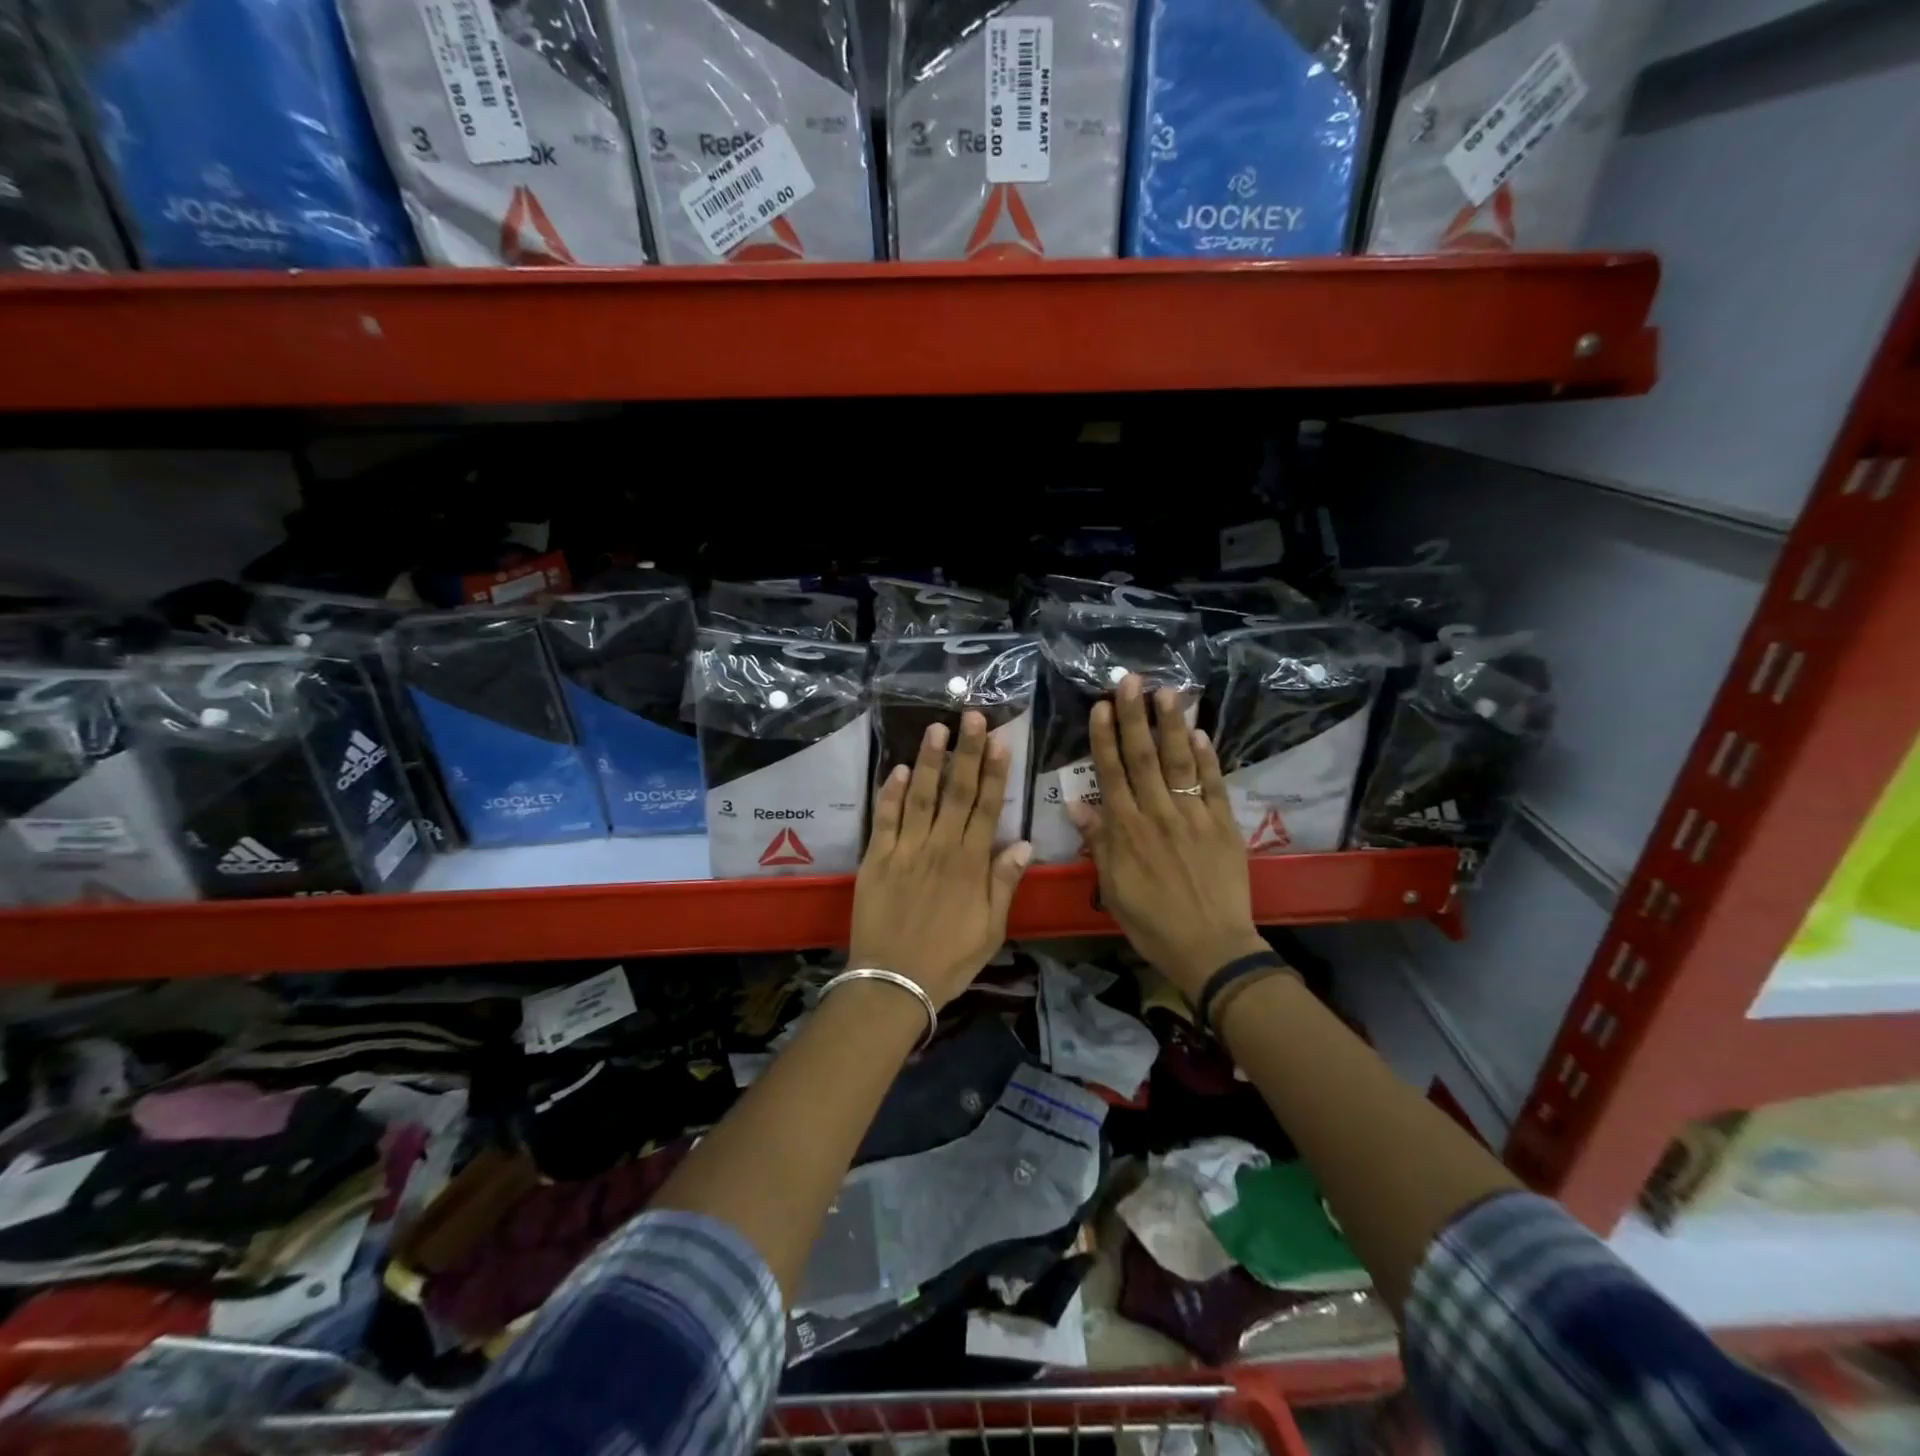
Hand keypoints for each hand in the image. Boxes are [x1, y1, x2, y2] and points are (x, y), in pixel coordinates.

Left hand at [849, 711, 1032, 1007]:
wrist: (893, 983)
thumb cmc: (949, 960)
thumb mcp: (990, 929)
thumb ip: (1004, 883)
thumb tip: (1024, 843)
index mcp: (970, 864)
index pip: (987, 807)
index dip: (994, 773)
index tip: (1000, 741)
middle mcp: (940, 847)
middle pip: (957, 792)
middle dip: (967, 752)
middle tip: (972, 716)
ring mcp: (906, 850)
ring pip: (921, 796)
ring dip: (930, 761)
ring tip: (937, 728)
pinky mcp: (877, 858)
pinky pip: (885, 819)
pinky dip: (891, 793)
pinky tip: (899, 769)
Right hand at [1068, 675, 1268, 999]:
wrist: (1210, 947)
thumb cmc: (1152, 922)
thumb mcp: (1113, 888)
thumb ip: (1099, 842)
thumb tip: (1077, 804)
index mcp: (1127, 830)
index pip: (1111, 773)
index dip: (1104, 737)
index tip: (1100, 706)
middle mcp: (1157, 813)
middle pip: (1143, 757)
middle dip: (1135, 716)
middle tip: (1130, 680)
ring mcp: (1193, 816)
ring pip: (1179, 762)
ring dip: (1171, 725)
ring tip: (1167, 691)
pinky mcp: (1223, 825)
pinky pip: (1213, 785)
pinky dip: (1207, 758)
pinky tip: (1201, 733)